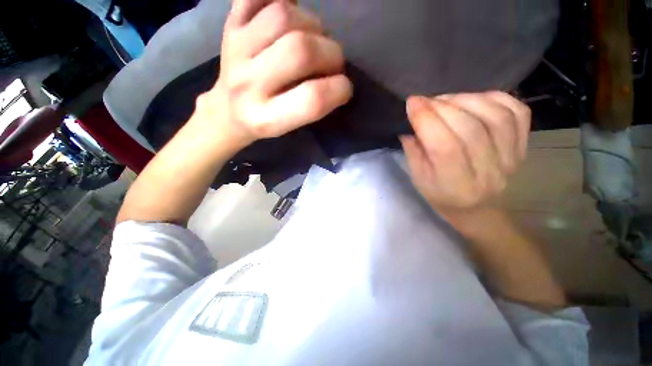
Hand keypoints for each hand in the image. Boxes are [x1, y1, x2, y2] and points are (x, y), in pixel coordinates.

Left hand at [194, 0, 352, 148]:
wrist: (228, 110)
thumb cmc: (265, 122)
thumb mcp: (289, 128)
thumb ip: (312, 106)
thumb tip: (336, 74)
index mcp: (267, 118)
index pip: (313, 100)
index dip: (340, 89)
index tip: (345, 88)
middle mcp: (249, 84)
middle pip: (301, 51)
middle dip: (331, 54)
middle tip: (332, 62)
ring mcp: (236, 49)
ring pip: (284, 16)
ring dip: (313, 24)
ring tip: (313, 39)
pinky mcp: (230, 25)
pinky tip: (291, 16)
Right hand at [401, 92, 530, 213]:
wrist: (477, 208)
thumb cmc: (441, 195)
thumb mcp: (419, 179)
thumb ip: (413, 152)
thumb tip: (410, 123)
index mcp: (456, 185)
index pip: (445, 146)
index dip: (427, 120)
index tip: (412, 103)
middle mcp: (488, 172)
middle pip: (469, 128)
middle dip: (441, 107)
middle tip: (424, 101)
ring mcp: (511, 158)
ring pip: (494, 116)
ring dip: (465, 99)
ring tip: (445, 100)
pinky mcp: (522, 146)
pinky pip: (516, 112)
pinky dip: (493, 98)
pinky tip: (473, 100)